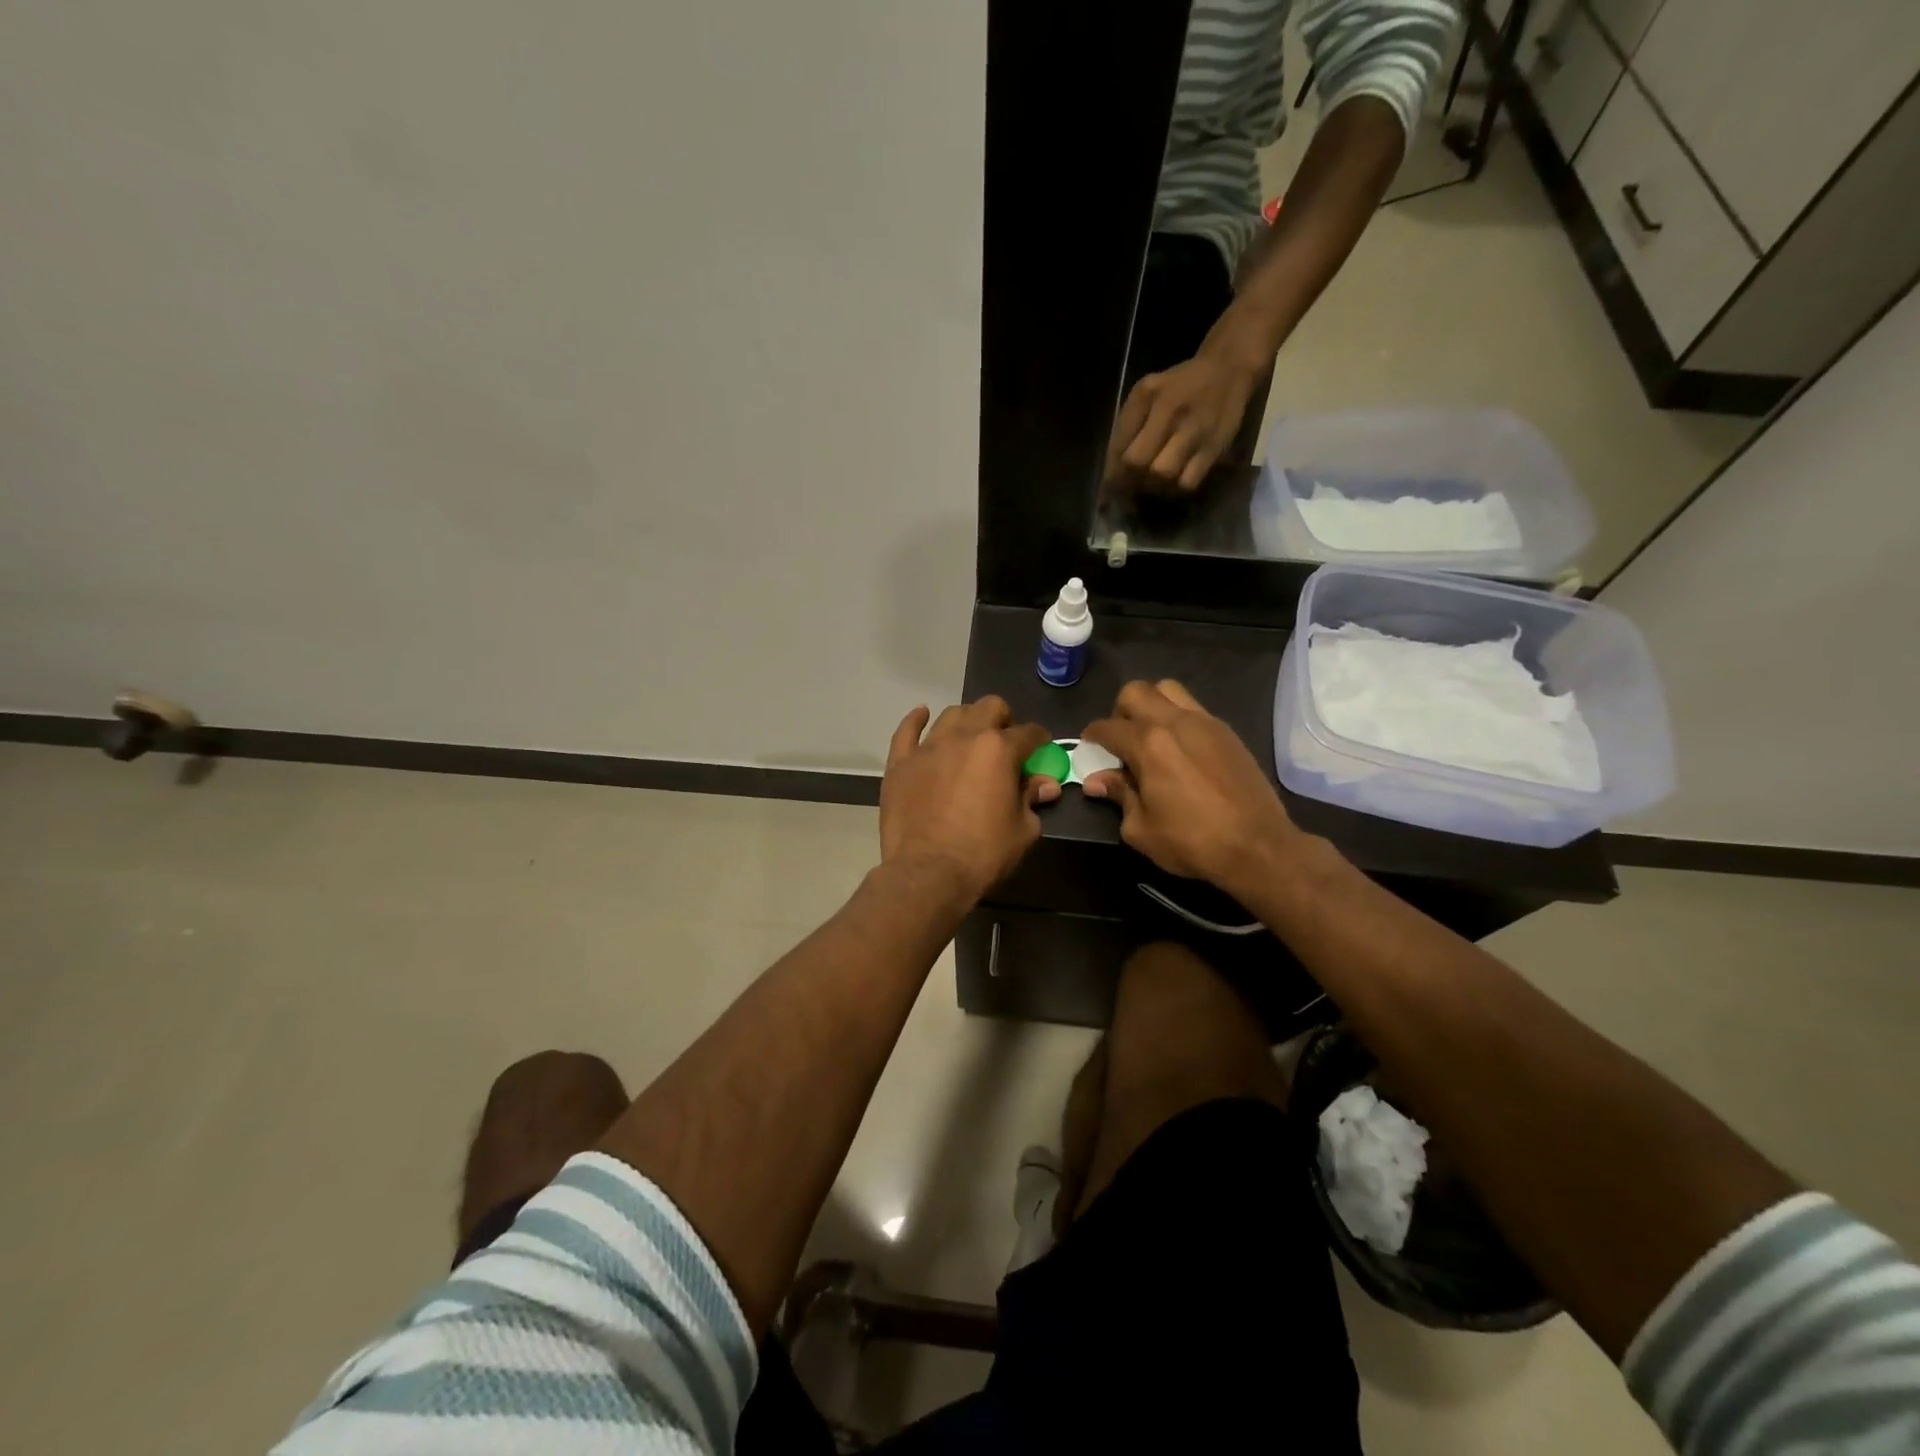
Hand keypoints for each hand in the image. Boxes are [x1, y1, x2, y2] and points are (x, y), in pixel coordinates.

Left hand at [880, 697, 1058, 903]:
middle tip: (1006, 742)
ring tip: (970, 738)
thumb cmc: (983, 854)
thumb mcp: (1023, 830)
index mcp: (998, 750)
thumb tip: (1045, 784)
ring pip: (952, 714)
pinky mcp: (900, 763)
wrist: (928, 874)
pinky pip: (906, 731)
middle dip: (1004, 720)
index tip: (1041, 751)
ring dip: (967, 721)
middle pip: (989, 708)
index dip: (1040, 741)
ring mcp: (928, 748)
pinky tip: (922, 716)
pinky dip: (916, 720)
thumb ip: (1032, 799)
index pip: (1029, 733)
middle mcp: (963, 737)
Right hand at [1081, 679, 1301, 896]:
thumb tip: (1097, 780)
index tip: (1089, 746)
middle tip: (1120, 740)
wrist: (1258, 846)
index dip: (1092, 736)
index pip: (1108, 727)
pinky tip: (1180, 749)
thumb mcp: (1141, 828)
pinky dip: (1177, 718)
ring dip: (1151, 705)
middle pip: (1136, 692)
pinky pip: (1193, 708)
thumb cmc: (1192, 842)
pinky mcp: (1227, 732)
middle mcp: (1174, 722)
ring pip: (1168, 690)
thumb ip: (1119, 795)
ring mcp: (1205, 723)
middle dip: (1120, 711)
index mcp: (1148, 744)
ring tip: (1150, 736)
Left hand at [1104, 353, 1259, 493]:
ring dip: (1151, 487)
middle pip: (1139, 463)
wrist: (1227, 370)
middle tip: (1128, 489)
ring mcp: (1194, 432)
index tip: (1106, 491)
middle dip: (1128, 482)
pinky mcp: (1214, 449)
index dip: (1111, 474)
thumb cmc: (1179, 385)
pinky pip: (1188, 483)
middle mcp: (1171, 413)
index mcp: (1148, 397)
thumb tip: (1112, 467)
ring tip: (1149, 485)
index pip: (1120, 446)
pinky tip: (1171, 483)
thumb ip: (1127, 425)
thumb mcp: (1146, 391)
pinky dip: (1175, 490)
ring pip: (1163, 475)